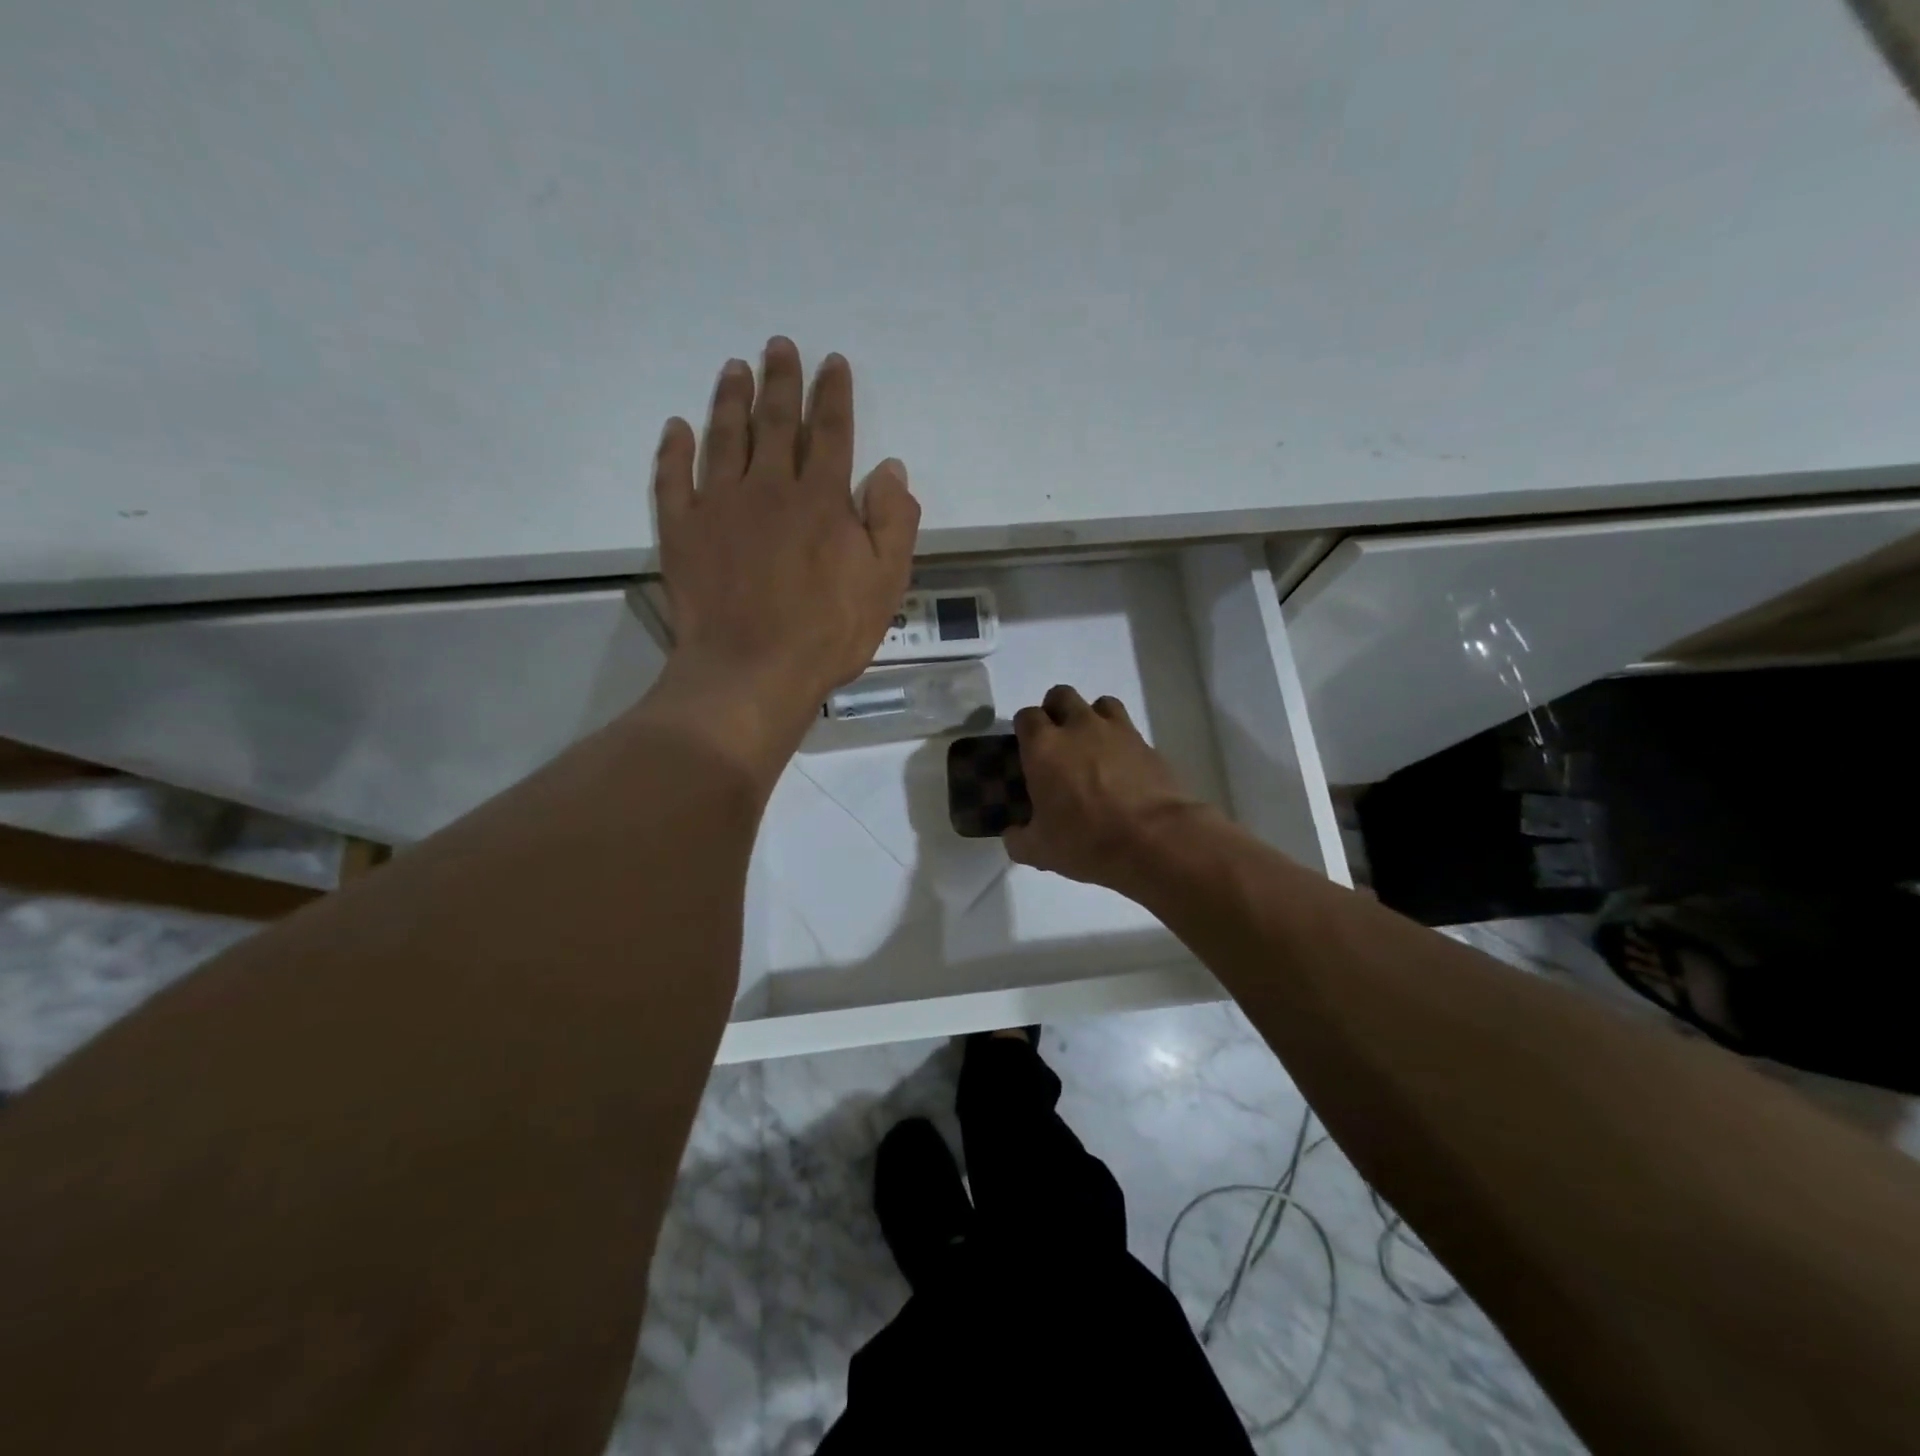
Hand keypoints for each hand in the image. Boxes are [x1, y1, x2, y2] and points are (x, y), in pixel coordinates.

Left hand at [647, 338, 920, 767]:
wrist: (751, 671)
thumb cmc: (827, 633)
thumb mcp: (885, 584)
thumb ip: (893, 523)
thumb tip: (891, 470)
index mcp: (822, 499)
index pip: (832, 433)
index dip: (833, 394)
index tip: (832, 362)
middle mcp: (769, 487)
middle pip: (776, 422)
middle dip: (781, 380)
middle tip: (778, 345)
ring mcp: (719, 505)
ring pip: (724, 437)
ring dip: (731, 399)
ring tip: (734, 368)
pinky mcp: (682, 530)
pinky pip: (674, 478)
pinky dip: (674, 450)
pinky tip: (676, 428)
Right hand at [1002, 685, 1215, 891]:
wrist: (1155, 841)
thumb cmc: (1087, 841)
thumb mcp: (1039, 851)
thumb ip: (1019, 839)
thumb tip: (1013, 834)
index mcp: (1044, 747)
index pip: (1026, 716)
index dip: (1025, 729)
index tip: (1027, 750)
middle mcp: (1078, 727)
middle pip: (1062, 696)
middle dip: (1056, 711)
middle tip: (1058, 741)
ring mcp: (1117, 731)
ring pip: (1100, 703)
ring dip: (1092, 717)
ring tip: (1093, 746)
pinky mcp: (1147, 744)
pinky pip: (1129, 729)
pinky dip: (1122, 741)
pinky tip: (1123, 767)